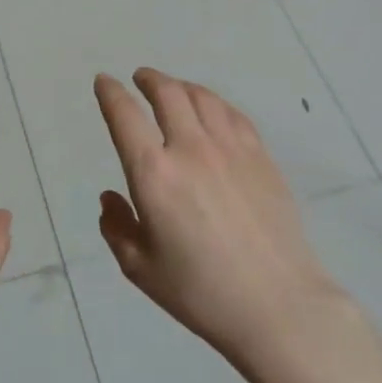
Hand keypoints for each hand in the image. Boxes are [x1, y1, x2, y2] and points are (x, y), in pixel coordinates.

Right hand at [93, 68, 351, 369]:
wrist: (277, 304)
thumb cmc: (200, 292)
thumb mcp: (140, 268)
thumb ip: (117, 227)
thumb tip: (110, 197)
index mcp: (154, 174)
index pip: (125, 116)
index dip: (110, 94)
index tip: (104, 82)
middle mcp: (191, 149)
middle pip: (167, 93)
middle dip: (148, 79)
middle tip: (140, 78)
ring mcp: (231, 149)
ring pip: (202, 97)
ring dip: (181, 85)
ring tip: (174, 89)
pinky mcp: (261, 157)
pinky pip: (233, 114)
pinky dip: (214, 103)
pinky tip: (212, 110)